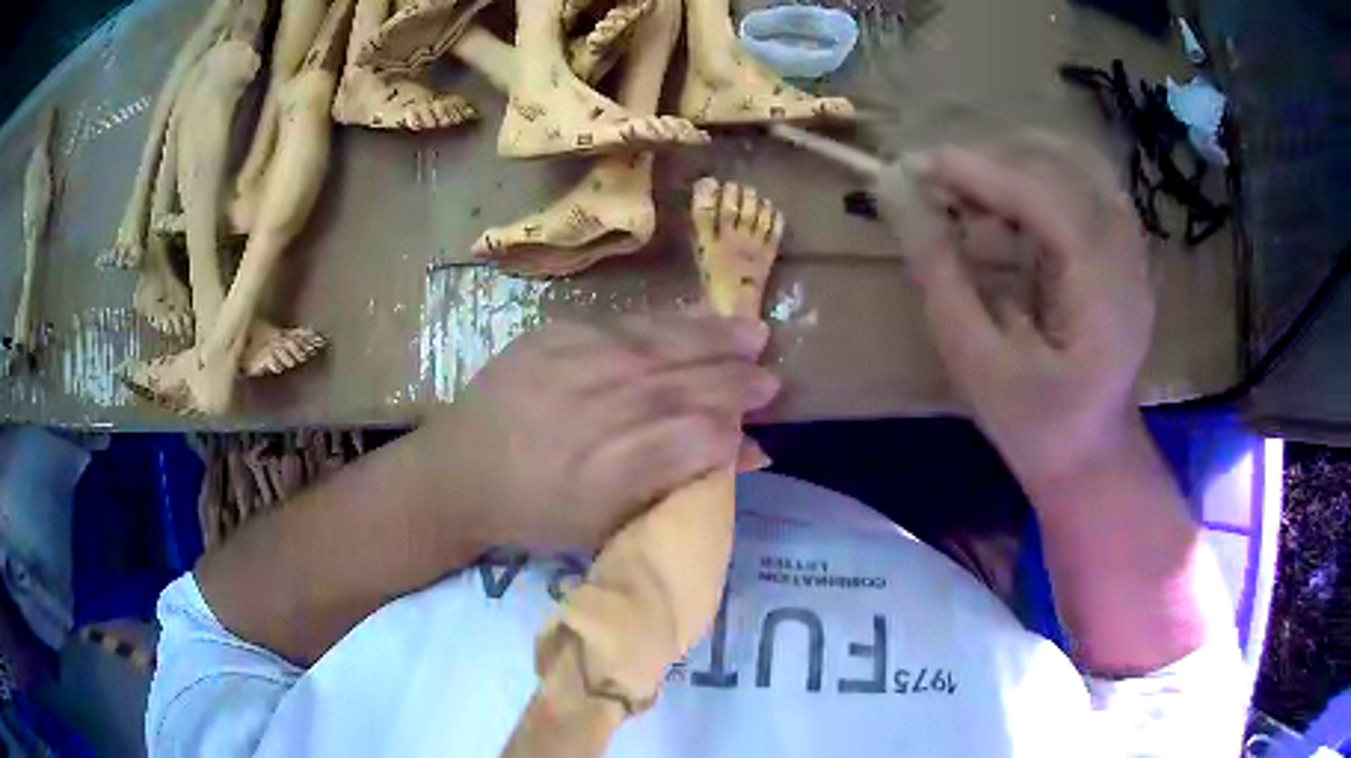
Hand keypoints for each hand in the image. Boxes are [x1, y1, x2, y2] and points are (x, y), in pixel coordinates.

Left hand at [423, 312, 779, 550]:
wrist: (456, 470)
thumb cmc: (534, 512)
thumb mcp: (605, 524)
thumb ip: (677, 485)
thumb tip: (747, 453)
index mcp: (601, 474)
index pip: (686, 443)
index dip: (728, 432)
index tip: (761, 427)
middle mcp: (589, 415)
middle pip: (676, 389)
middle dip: (731, 382)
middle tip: (771, 378)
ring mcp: (568, 367)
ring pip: (654, 348)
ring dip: (710, 341)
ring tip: (753, 334)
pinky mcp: (551, 336)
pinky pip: (621, 325)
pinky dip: (667, 323)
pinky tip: (699, 319)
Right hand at [876, 138, 1154, 486]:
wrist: (1093, 456)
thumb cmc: (1035, 425)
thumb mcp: (976, 363)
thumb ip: (940, 274)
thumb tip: (896, 196)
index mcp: (1101, 293)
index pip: (1043, 197)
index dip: (978, 171)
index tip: (917, 165)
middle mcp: (1127, 256)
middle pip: (1063, 166)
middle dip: (995, 161)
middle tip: (939, 183)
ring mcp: (1133, 250)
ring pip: (1076, 165)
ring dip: (1018, 163)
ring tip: (970, 190)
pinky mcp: (1125, 250)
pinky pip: (1084, 185)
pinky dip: (1041, 179)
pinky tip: (1010, 205)